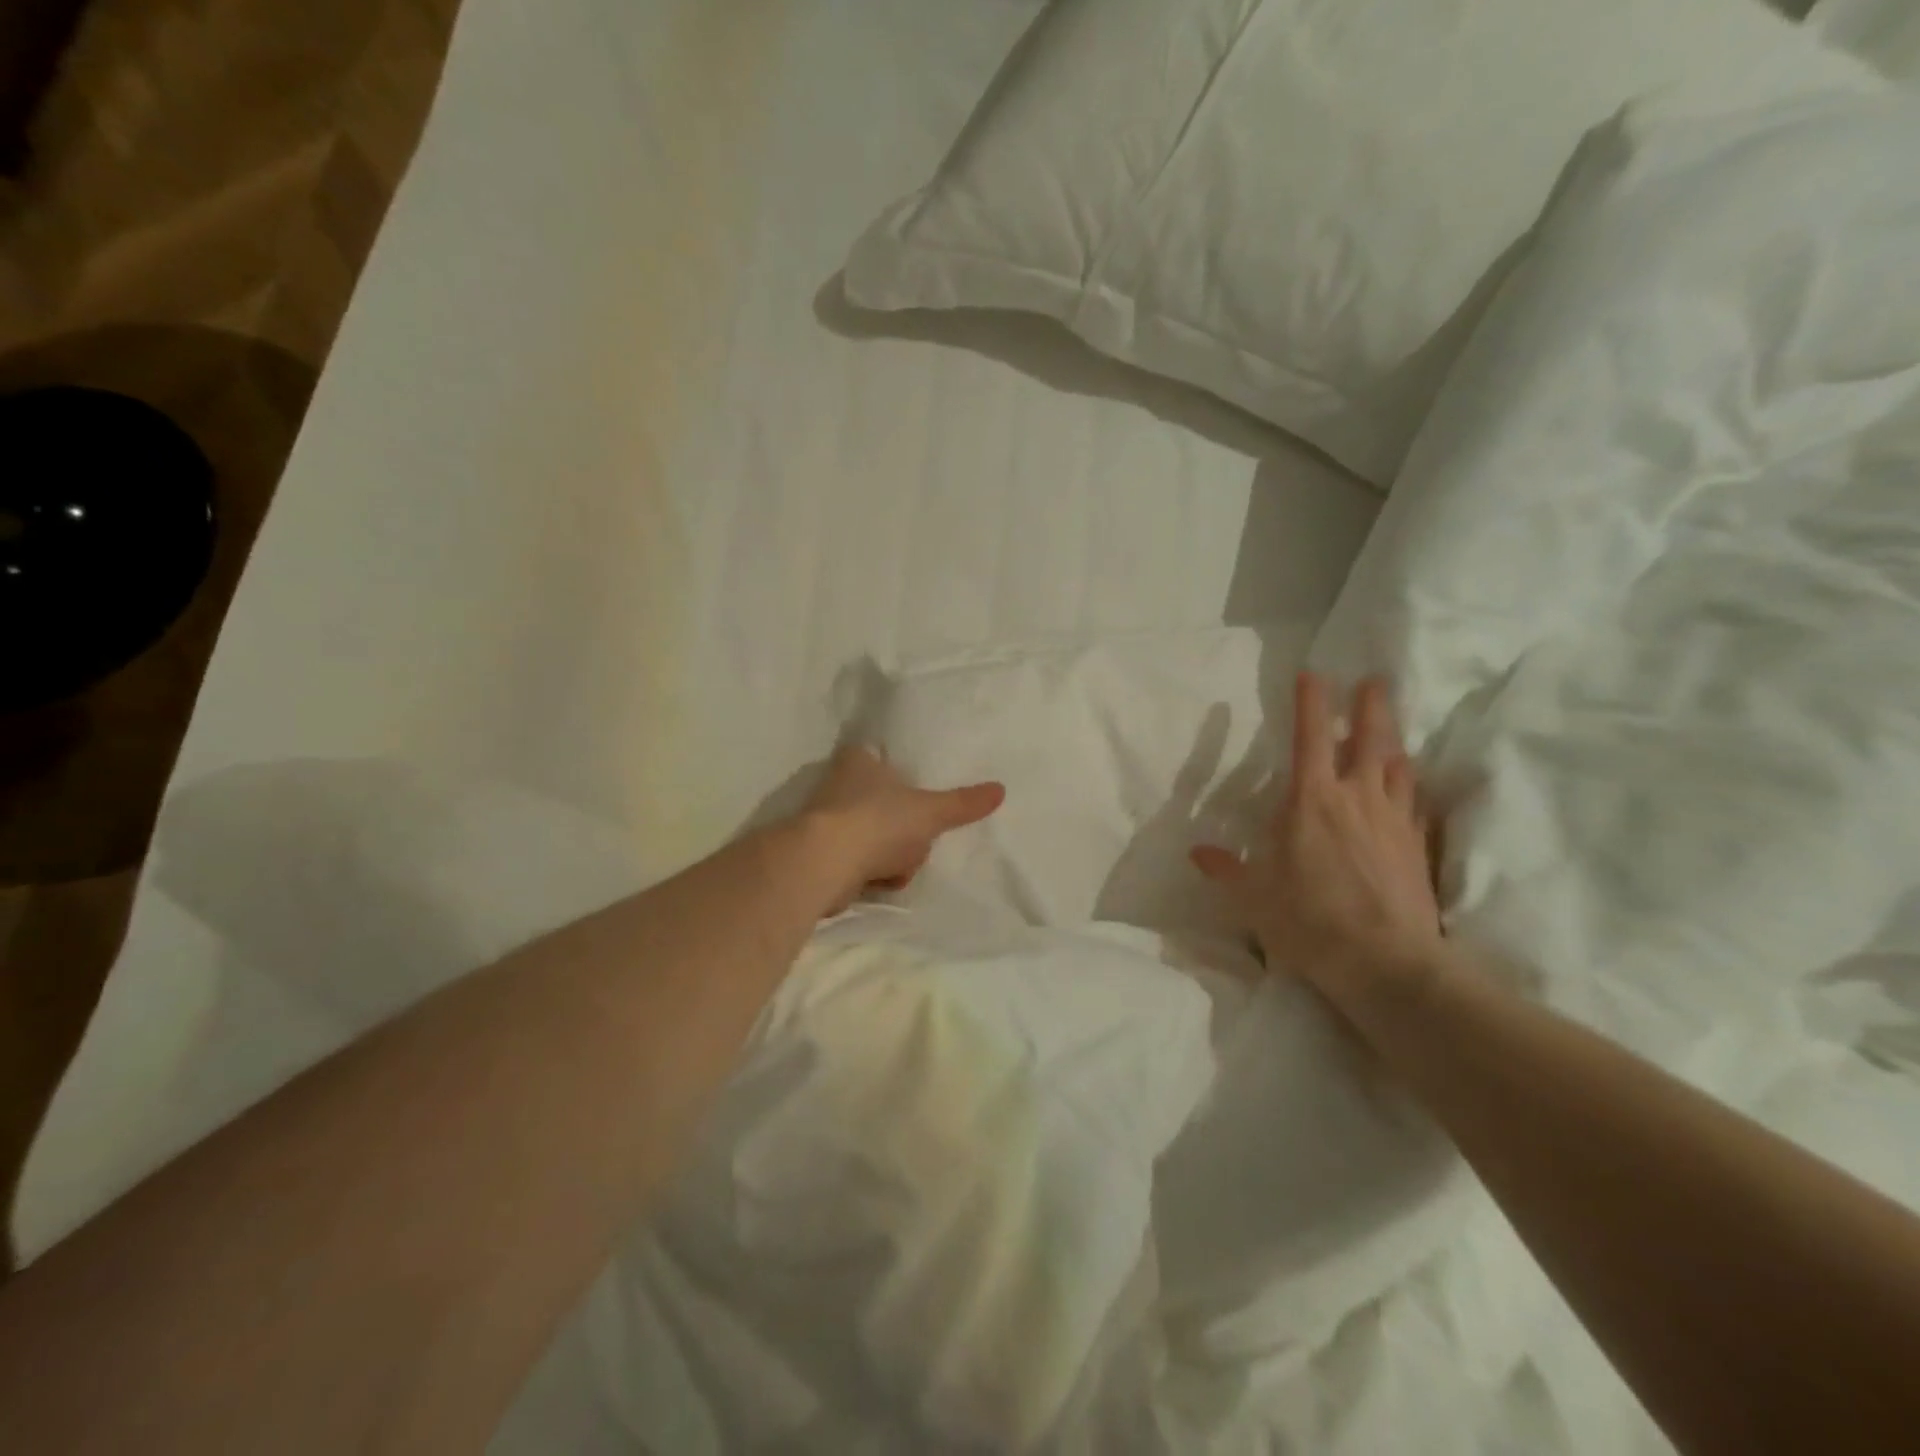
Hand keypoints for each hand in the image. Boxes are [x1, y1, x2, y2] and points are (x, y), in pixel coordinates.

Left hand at [800, 744, 1005, 912]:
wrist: (824, 865)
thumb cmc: (878, 822)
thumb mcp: (930, 811)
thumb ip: (963, 803)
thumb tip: (1001, 789)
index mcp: (858, 760)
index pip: (881, 758)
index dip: (900, 776)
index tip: (917, 797)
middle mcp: (837, 785)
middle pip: (884, 803)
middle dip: (904, 829)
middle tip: (918, 838)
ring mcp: (826, 821)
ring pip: (875, 836)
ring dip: (891, 856)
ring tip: (898, 866)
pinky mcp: (819, 855)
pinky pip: (859, 862)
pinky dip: (873, 874)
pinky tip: (881, 881)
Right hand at [1192, 673, 1443, 1011]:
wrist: (1387, 963)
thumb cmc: (1309, 921)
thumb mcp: (1254, 897)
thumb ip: (1226, 869)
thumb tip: (1197, 852)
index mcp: (1311, 800)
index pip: (1311, 736)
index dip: (1311, 701)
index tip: (1313, 673)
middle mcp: (1357, 797)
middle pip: (1368, 738)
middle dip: (1369, 705)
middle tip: (1374, 679)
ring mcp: (1394, 820)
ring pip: (1397, 766)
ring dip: (1392, 741)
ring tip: (1390, 727)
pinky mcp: (1418, 846)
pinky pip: (1415, 803)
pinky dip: (1409, 786)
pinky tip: (1408, 787)